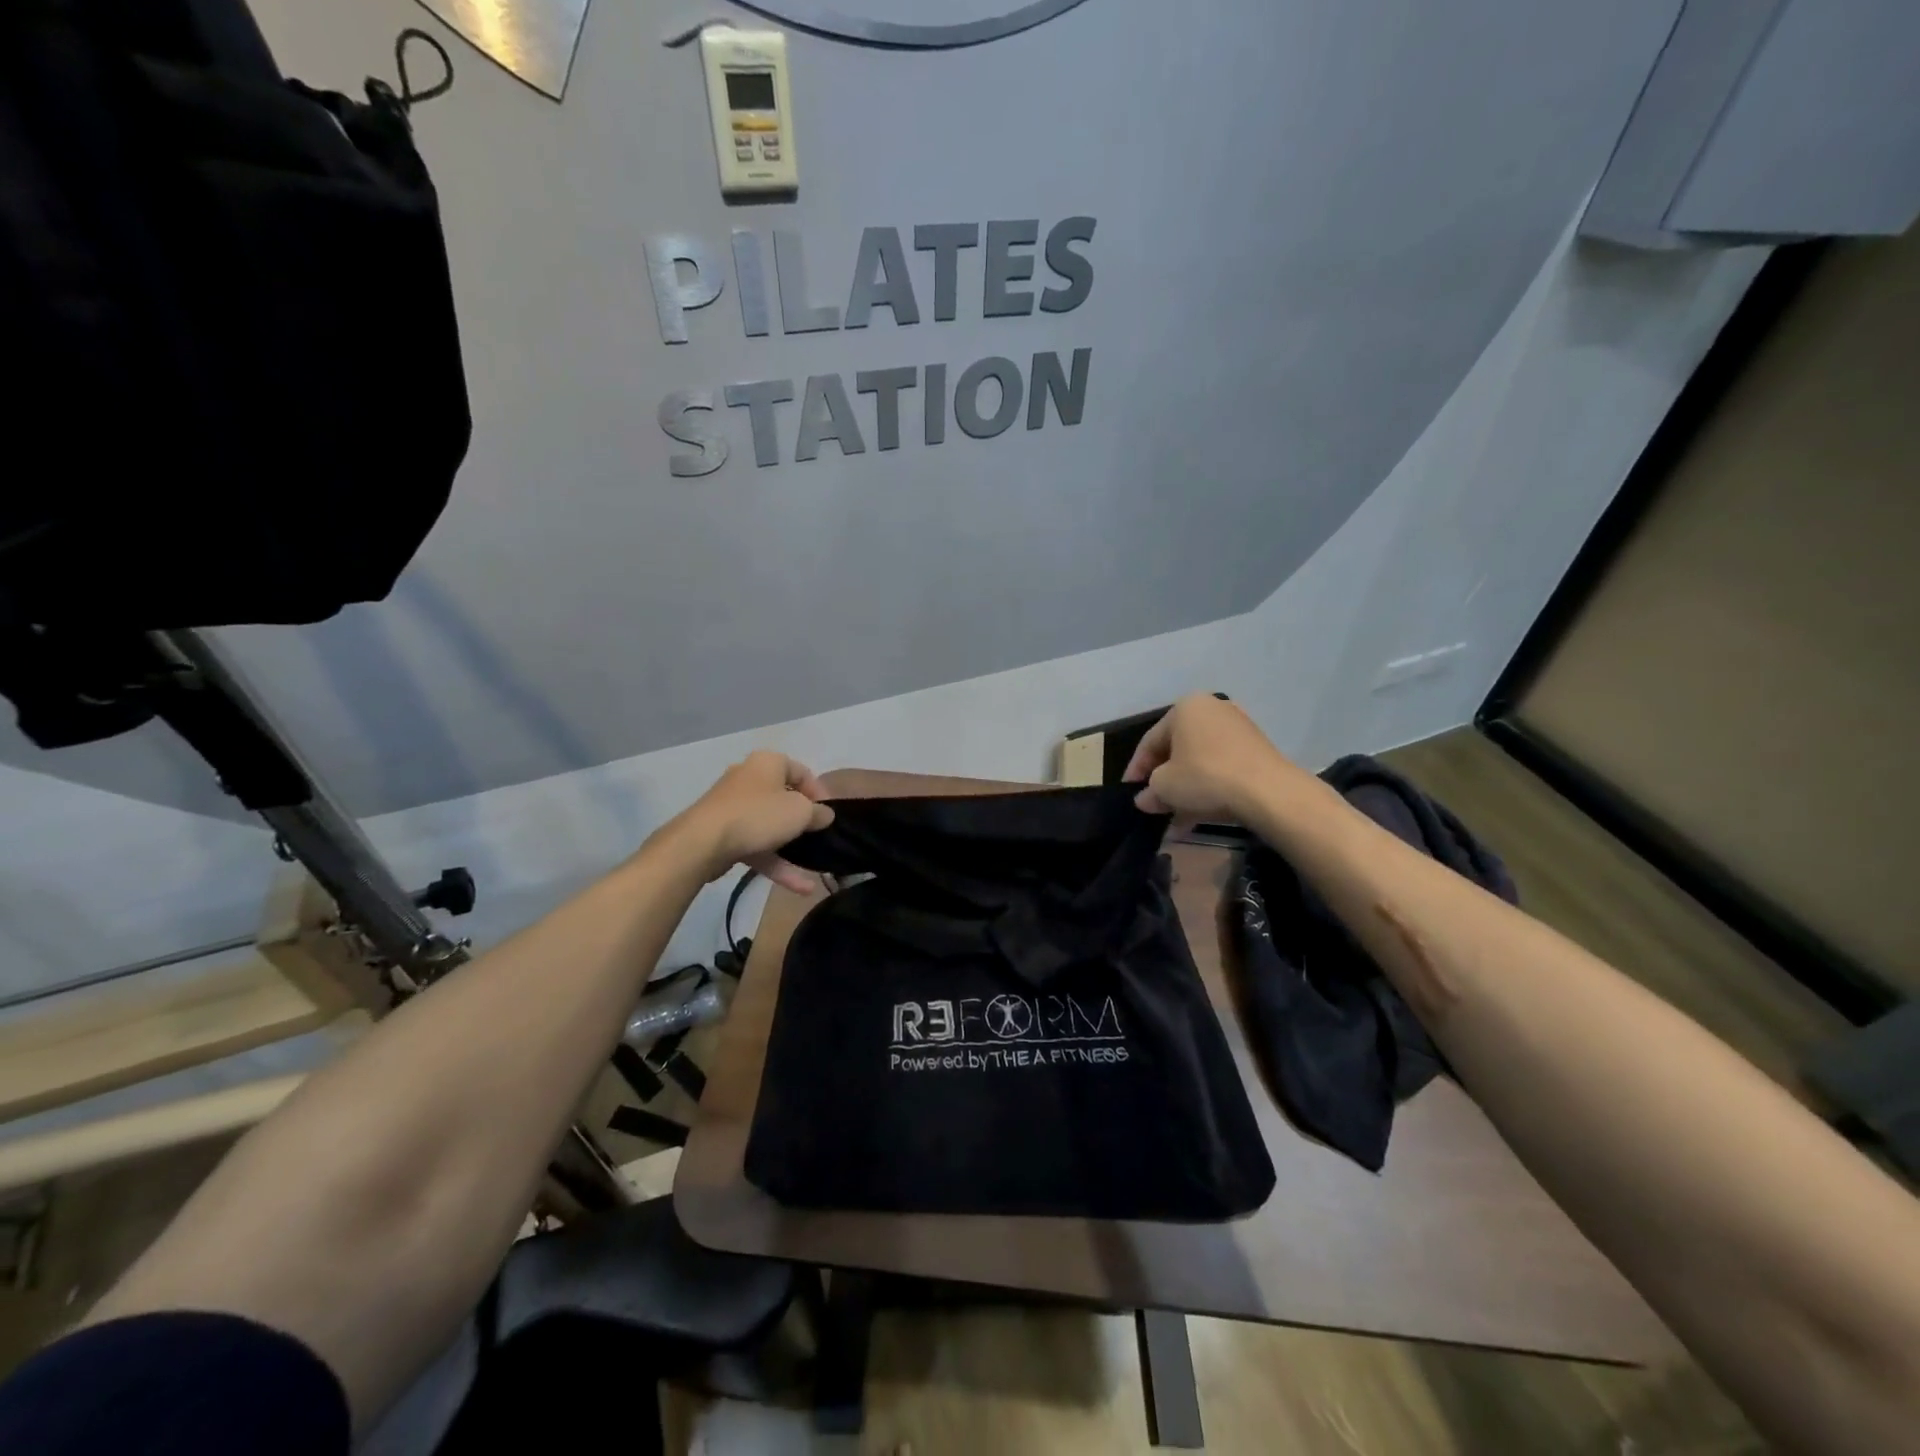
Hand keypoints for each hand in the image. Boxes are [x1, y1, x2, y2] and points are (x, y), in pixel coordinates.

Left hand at [667, 751, 834, 893]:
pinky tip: (799, 887)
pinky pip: (756, 845)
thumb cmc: (759, 815)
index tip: (830, 815)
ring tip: (814, 871)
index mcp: (768, 763)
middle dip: (803, 822)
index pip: (802, 772)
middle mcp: (749, 779)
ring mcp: (733, 807)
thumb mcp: (801, 812)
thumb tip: (825, 815)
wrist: (703, 842)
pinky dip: (776, 863)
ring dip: (792, 850)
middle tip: (819, 837)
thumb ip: (818, 813)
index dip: (820, 793)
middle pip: (784, 799)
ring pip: (770, 827)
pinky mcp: (723, 834)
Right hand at [1122, 695, 1308, 820]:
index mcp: (1185, 708)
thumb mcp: (1165, 787)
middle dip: (1164, 782)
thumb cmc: (1205, 777)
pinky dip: (1207, 789)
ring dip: (1185, 791)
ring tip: (1174, 820)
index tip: (1129, 791)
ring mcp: (1237, 729)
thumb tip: (1145, 799)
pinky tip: (1197, 816)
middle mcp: (1211, 710)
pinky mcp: (1256, 750)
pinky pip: (1221, 768)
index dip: (1136, 769)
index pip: (1150, 741)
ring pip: (1199, 762)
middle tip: (1153, 805)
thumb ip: (1150, 791)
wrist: (1267, 791)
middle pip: (1177, 750)